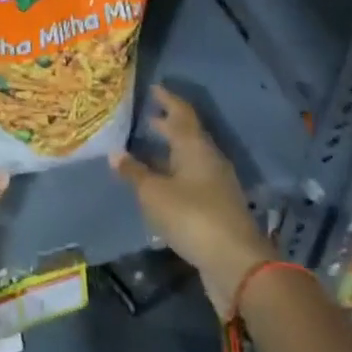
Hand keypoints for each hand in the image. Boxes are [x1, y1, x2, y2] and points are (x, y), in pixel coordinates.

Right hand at [111, 86, 275, 318]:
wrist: (237, 264)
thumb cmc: (192, 216)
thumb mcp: (154, 194)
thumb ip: (134, 172)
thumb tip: (115, 152)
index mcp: (194, 146)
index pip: (180, 112)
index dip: (166, 99)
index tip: (152, 88)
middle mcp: (208, 158)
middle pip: (187, 134)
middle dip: (167, 124)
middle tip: (146, 116)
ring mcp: (216, 184)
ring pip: (189, 157)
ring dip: (170, 151)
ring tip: (147, 149)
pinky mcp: (217, 207)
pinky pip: (192, 179)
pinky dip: (174, 174)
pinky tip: (160, 183)